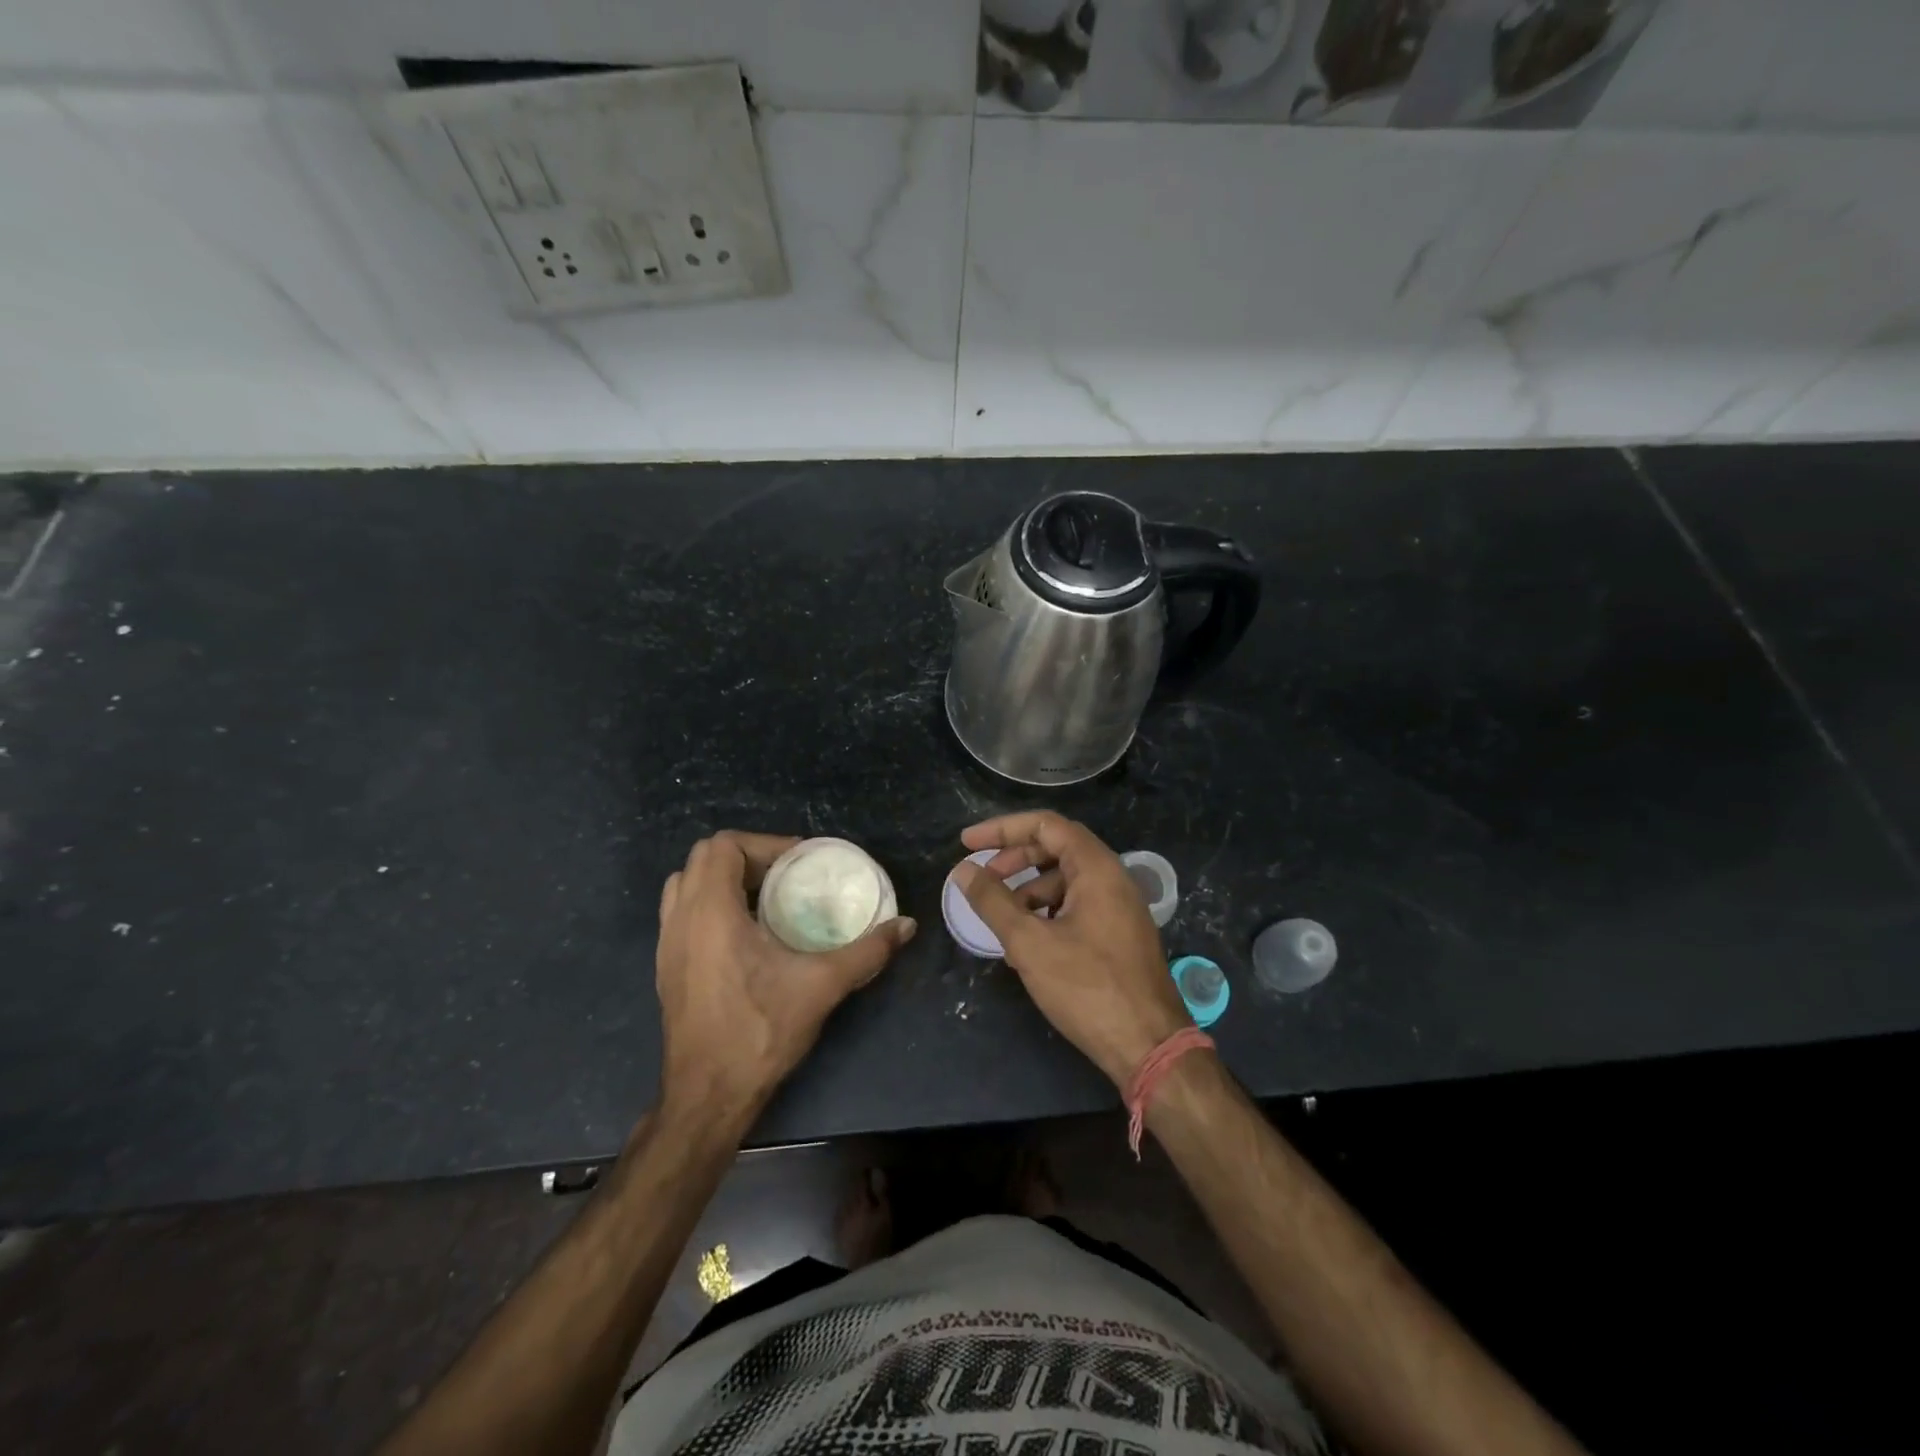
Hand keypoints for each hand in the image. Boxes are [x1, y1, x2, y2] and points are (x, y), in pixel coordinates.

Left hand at [655, 832, 915, 1123]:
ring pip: (685, 884)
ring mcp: (667, 944)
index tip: (799, 862)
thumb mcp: (822, 986)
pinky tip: (744, 933)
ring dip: (722, 878)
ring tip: (764, 897)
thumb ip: (867, 950)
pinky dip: (709, 904)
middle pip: (703, 858)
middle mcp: (681, 920)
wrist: (707, 1097)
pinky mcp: (666, 967)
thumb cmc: (759, 1032)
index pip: (723, 846)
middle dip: (747, 856)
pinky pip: (680, 912)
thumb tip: (906, 925)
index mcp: (711, 912)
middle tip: (786, 876)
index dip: (763, 844)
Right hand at [954, 812, 1190, 1087]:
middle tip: (982, 878)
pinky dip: (1047, 913)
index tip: (967, 844)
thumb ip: (993, 902)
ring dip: (1028, 890)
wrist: (1150, 1047)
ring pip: (1065, 881)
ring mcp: (1119, 907)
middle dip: (1014, 859)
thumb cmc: (1088, 988)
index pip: (1045, 825)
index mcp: (1096, 868)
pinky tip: (1027, 944)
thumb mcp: (1030, 943)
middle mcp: (1112, 878)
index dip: (1002, 829)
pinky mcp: (1119, 934)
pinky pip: (1077, 906)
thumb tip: (962, 871)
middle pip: (1056, 849)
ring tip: (1001, 919)